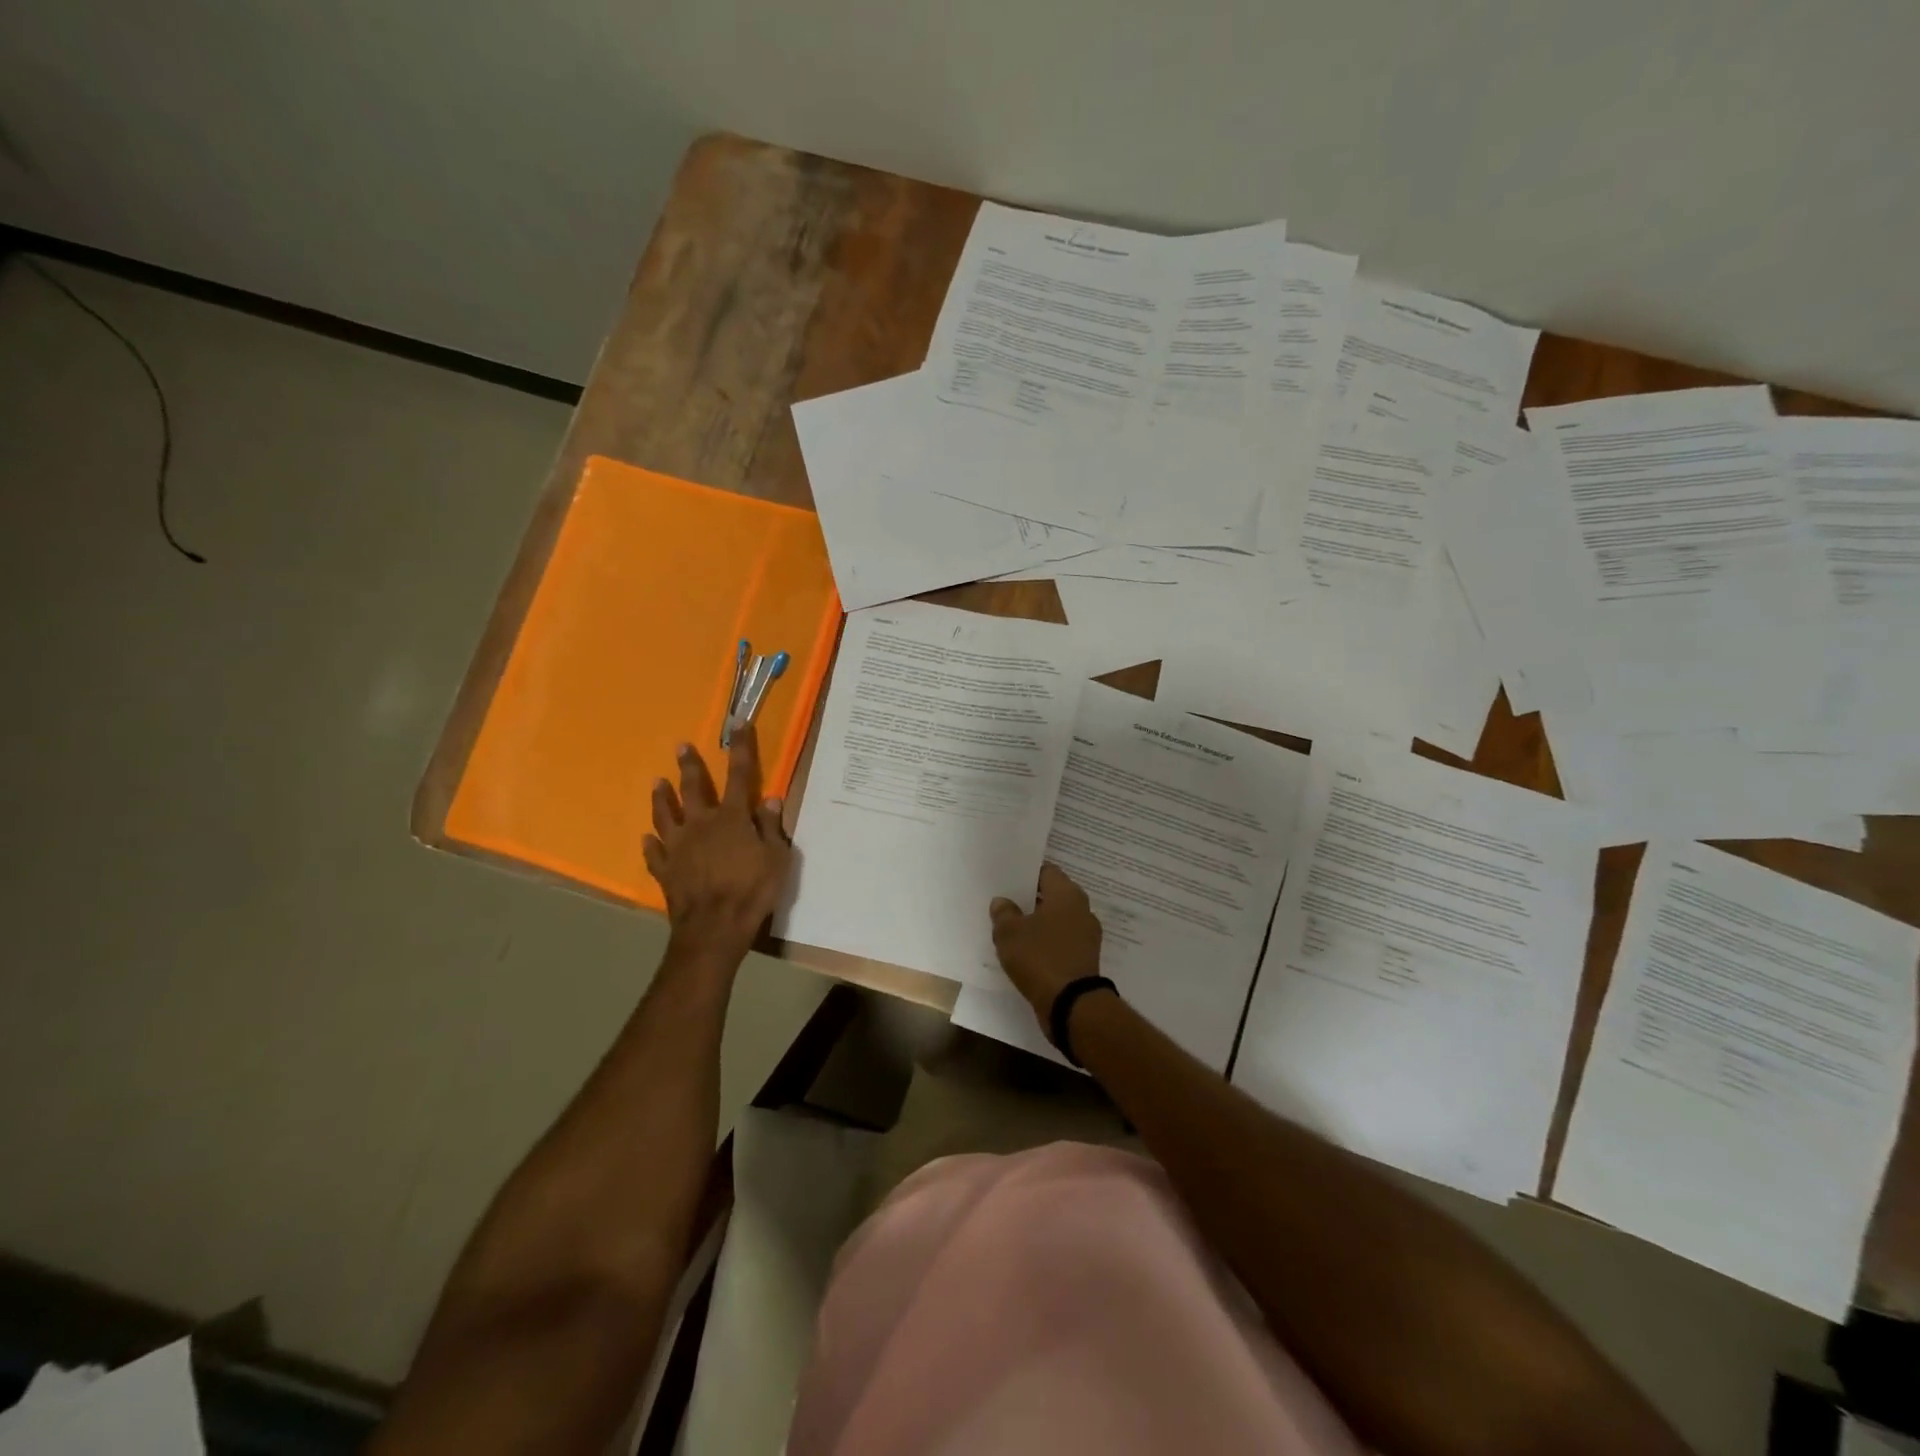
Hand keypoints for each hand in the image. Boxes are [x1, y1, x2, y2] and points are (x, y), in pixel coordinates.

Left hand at [644, 726, 792, 969]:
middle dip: (690, 766)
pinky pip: (654, 853)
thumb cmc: (752, 890)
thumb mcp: (777, 858)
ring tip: (658, 782)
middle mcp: (702, 825)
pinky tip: (647, 838)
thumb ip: (771, 827)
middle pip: (694, 788)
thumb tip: (771, 799)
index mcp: (733, 818)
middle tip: (681, 746)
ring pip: (666, 815)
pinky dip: (651, 844)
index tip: (738, 723)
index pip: (740, 775)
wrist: (714, 928)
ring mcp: (679, 847)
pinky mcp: (665, 870)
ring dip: (662, 797)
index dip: (741, 748)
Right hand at [989, 862, 1104, 1025]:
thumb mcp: (1010, 933)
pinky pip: (1061, 942)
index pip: (1046, 871)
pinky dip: (1045, 943)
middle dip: (1030, 899)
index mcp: (1067, 894)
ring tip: (1012, 928)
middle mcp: (1082, 909)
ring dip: (1037, 923)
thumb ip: (1004, 913)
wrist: (1071, 1004)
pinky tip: (1025, 951)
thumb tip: (1002, 901)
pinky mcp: (1084, 958)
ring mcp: (1086, 935)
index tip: (1007, 879)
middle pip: (1052, 895)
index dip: (1025, 873)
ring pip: (1056, 920)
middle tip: (1005, 902)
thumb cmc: (1039, 957)